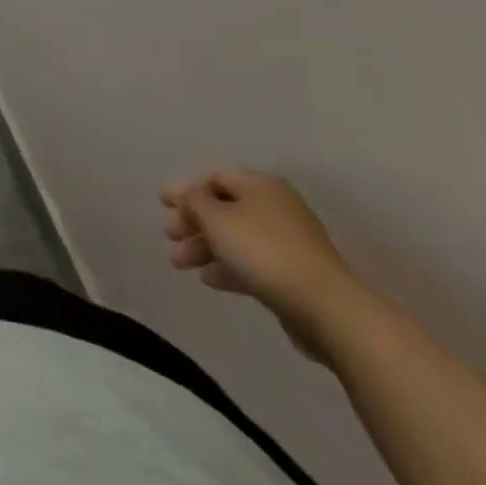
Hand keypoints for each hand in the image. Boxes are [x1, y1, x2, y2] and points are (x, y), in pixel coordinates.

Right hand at [160, 169, 368, 364]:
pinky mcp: (293, 274)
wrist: (324, 307)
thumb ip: (193, 201)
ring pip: (235, 238)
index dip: (186, 188)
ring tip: (180, 264)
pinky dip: (227, 266)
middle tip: (169, 236)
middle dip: (192, 222)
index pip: (215, 177)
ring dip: (204, 247)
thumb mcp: (215, 217)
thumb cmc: (262, 250)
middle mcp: (275, 207)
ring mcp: (288, 242)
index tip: (161, 204)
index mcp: (260, 186)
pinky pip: (251, 262)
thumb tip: (187, 196)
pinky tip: (209, 279)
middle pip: (224, 208)